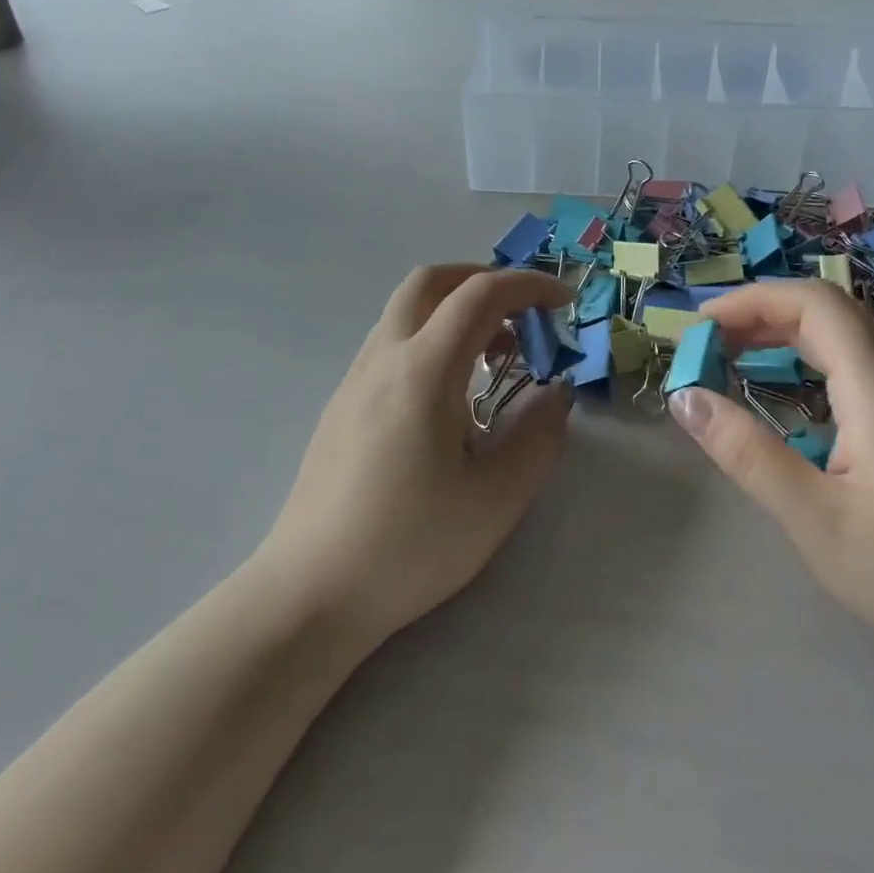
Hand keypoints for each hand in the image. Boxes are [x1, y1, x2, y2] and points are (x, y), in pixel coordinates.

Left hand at [260, 264, 573, 650]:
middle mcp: (384, 358)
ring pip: (406, 310)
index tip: (563, 303)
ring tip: (493, 357)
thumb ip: (538, 436)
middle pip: (430, 281)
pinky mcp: (342, 403)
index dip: (528, 285)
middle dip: (482, 279)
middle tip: (521, 313)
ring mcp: (356, 378)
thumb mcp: (496, 498)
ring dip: (454, 310)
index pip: (480, 294)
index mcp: (424, 370)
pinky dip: (430, 337)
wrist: (310, 593)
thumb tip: (557, 393)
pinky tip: (449, 393)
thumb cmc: (410, 546)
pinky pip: (391, 342)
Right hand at [670, 279, 873, 704]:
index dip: (751, 301)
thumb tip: (684, 396)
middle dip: (762, 310)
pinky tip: (787, 391)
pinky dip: (809, 355)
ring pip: (846, 333)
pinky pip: (857, 362)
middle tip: (707, 340)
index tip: (699, 328)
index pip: (814, 304)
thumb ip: (747, 454)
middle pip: (829, 309)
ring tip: (734, 354)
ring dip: (785, 329)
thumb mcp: (816, 522)